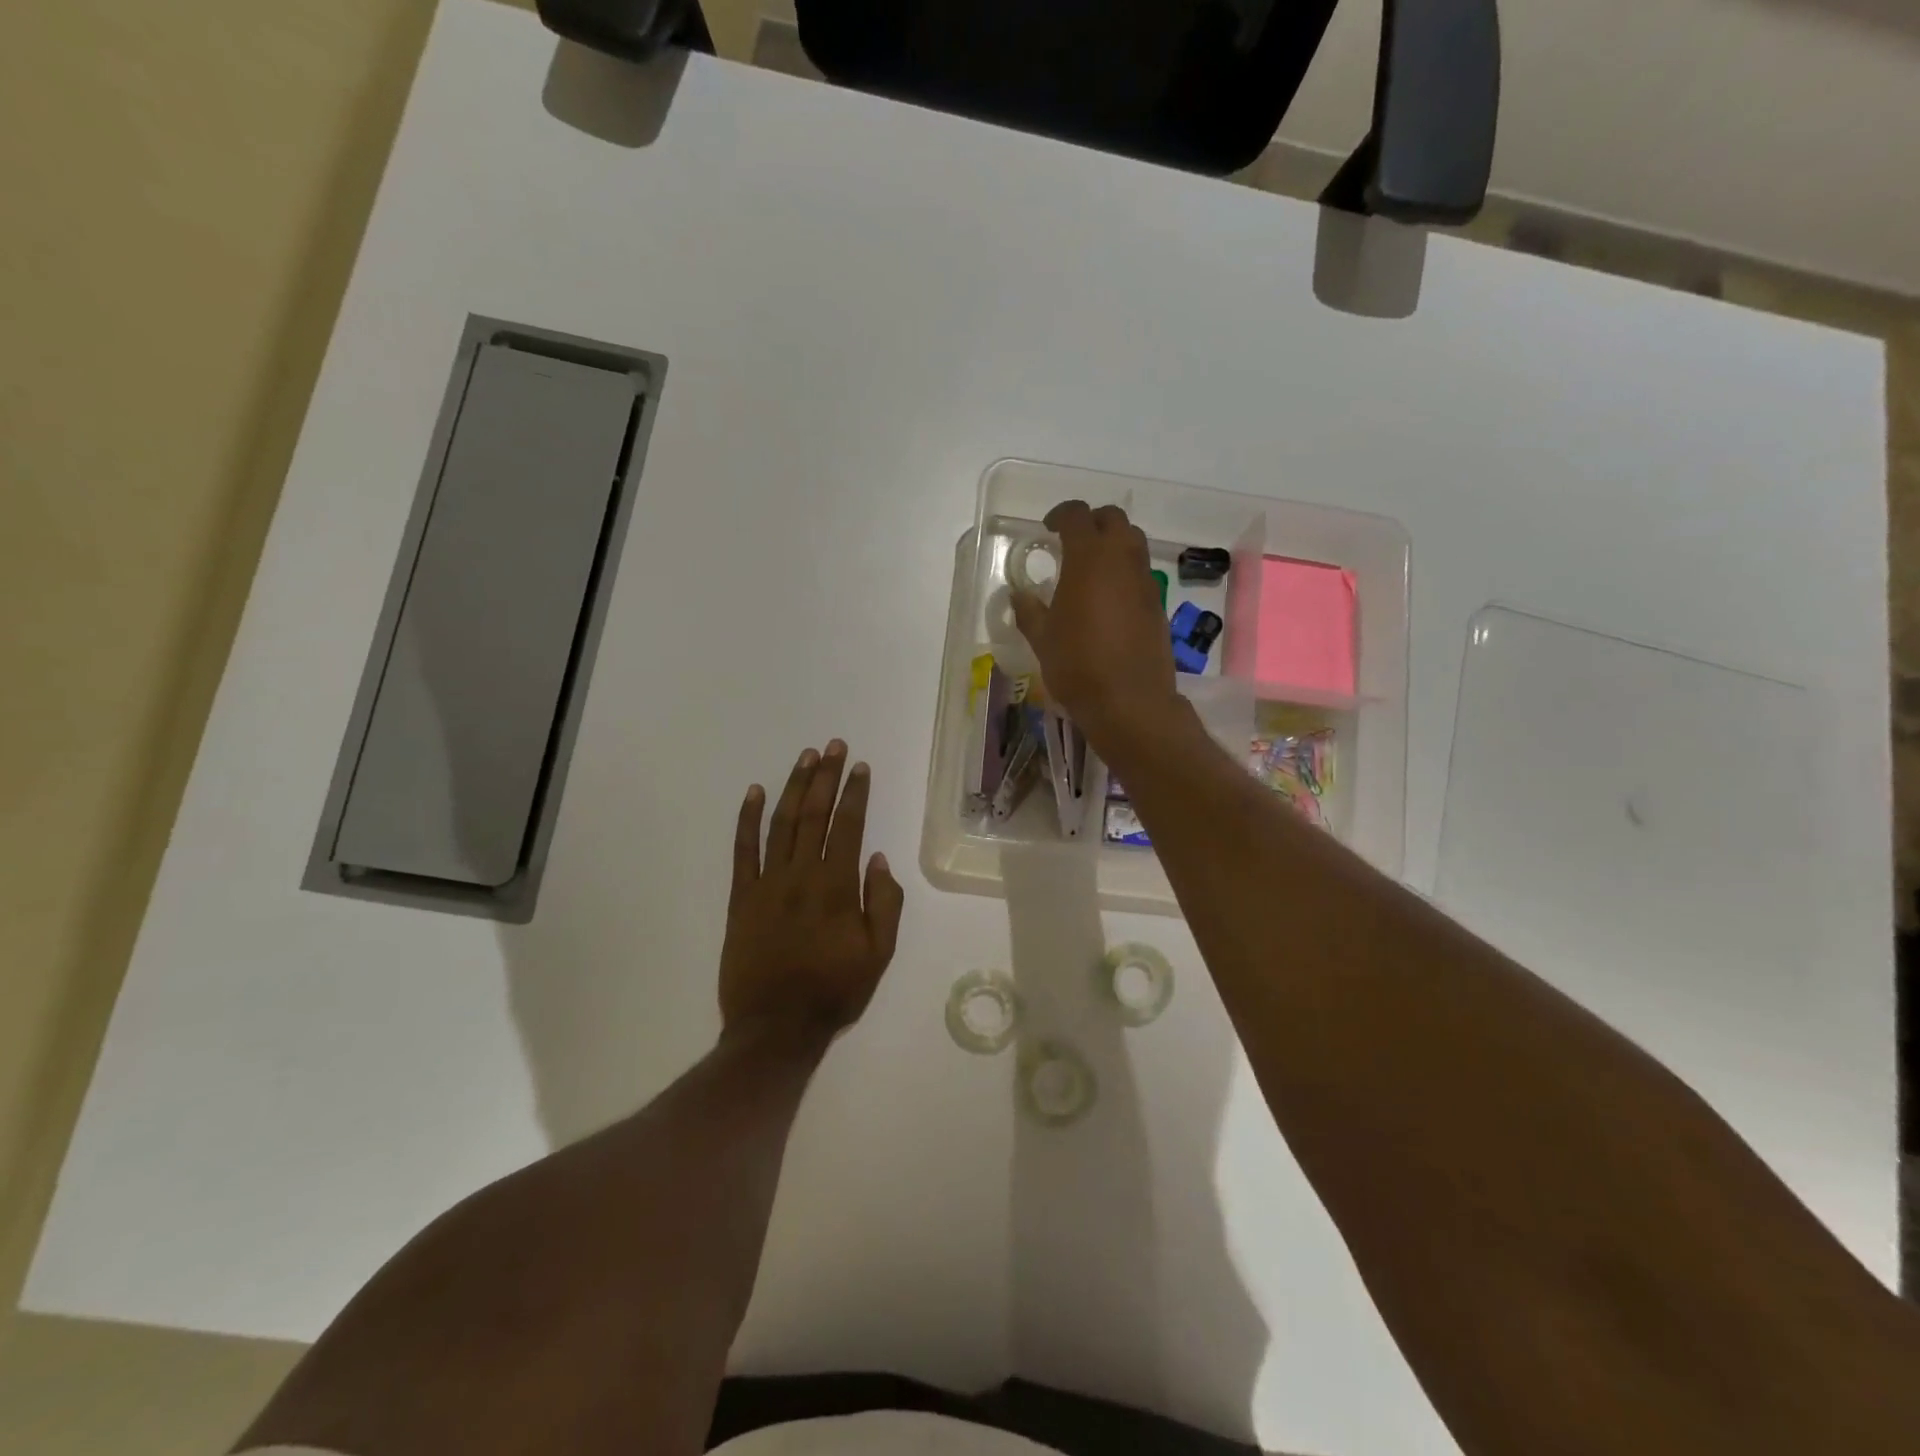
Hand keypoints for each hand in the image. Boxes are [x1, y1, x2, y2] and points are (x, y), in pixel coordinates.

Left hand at [720, 740, 904, 1040]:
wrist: (775, 1028)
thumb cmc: (834, 991)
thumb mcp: (879, 954)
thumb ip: (884, 903)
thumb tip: (878, 859)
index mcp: (836, 887)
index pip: (848, 826)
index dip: (855, 793)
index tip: (860, 767)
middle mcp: (801, 875)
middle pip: (814, 814)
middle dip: (826, 777)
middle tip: (834, 746)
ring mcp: (766, 883)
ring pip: (780, 823)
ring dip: (793, 787)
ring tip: (805, 758)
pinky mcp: (740, 897)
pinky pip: (742, 850)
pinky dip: (747, 819)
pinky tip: (753, 792)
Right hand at [1010, 501, 1180, 747]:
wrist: (1130, 701)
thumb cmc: (1078, 665)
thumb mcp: (1042, 639)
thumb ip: (1029, 611)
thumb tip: (1018, 595)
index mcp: (1089, 559)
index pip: (1077, 516)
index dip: (1061, 515)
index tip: (1048, 529)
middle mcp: (1122, 560)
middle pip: (1113, 519)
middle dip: (1092, 522)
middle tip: (1072, 543)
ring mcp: (1145, 581)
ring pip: (1133, 542)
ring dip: (1113, 544)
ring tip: (1091, 568)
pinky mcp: (1158, 603)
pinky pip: (1141, 572)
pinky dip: (1125, 571)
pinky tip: (1109, 598)